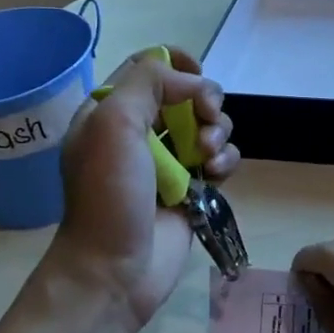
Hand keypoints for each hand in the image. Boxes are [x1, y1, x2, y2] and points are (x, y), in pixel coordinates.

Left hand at [44, 46, 238, 330]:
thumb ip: (149, 83)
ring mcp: (168, 160)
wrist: (116, 270)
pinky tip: (216, 174)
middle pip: (186, 93)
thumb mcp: (113, 125)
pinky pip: (220, 158)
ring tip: (209, 158)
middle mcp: (140, 130)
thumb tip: (192, 81)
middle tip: (207, 120)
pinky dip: (225, 159)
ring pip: (208, 125)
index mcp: (111, 111)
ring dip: (218, 132)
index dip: (176, 63)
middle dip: (205, 101)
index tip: (197, 74)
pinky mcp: (191, 187)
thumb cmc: (108, 195)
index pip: (147, 66)